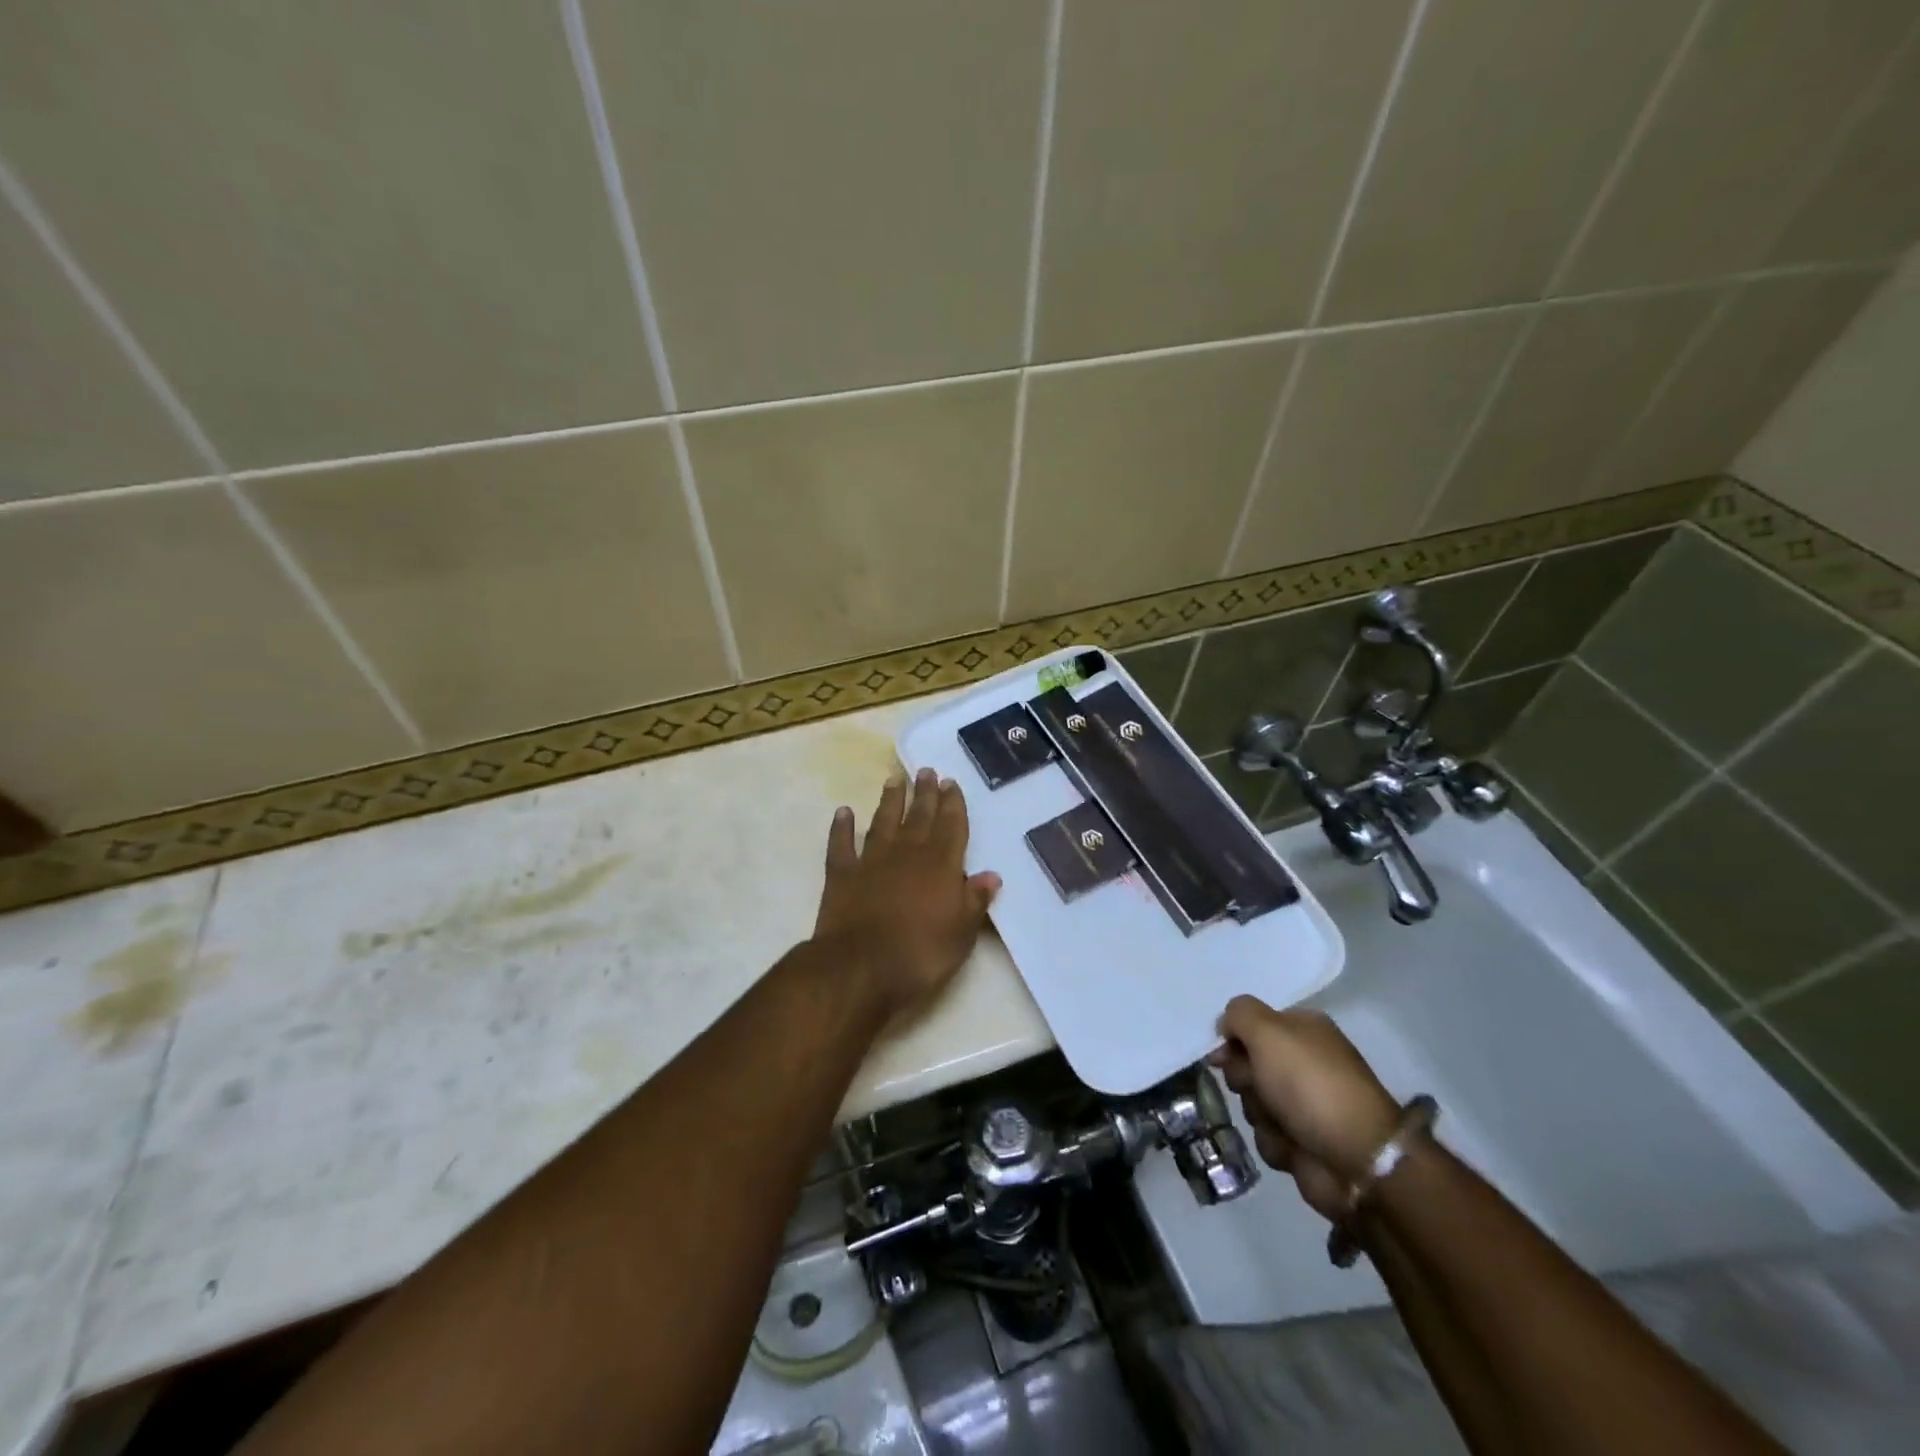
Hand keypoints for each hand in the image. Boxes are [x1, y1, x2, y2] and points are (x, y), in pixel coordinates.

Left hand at [812, 768, 1001, 1025]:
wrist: (861, 967)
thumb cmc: (921, 953)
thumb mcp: (962, 933)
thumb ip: (975, 901)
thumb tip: (991, 875)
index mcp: (940, 865)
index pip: (951, 826)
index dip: (952, 804)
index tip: (950, 782)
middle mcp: (907, 853)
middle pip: (919, 817)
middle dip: (925, 793)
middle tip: (926, 771)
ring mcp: (871, 861)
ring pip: (883, 822)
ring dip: (890, 801)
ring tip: (894, 781)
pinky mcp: (841, 874)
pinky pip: (841, 844)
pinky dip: (841, 827)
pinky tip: (843, 812)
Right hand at [1210, 996, 1400, 1221]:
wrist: (1356, 1158)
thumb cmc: (1310, 1084)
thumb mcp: (1268, 1031)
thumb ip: (1238, 1014)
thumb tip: (1225, 1026)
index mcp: (1303, 1029)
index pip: (1251, 1025)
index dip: (1233, 1040)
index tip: (1222, 1055)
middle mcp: (1303, 1063)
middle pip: (1246, 1065)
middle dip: (1245, 1079)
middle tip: (1258, 1087)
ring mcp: (1304, 1104)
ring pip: (1252, 1102)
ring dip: (1260, 1113)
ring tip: (1283, 1124)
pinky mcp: (1303, 1141)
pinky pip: (1267, 1136)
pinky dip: (1275, 1142)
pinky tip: (1294, 1146)